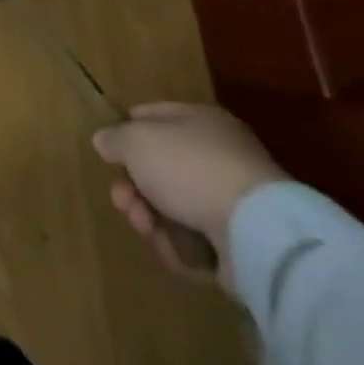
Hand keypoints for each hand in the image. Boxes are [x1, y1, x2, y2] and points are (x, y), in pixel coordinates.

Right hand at [92, 102, 285, 288]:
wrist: (258, 231)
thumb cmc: (189, 167)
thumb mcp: (135, 140)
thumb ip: (115, 138)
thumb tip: (105, 141)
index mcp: (199, 121)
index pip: (153, 116)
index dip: (126, 131)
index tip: (109, 153)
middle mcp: (218, 156)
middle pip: (160, 167)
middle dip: (133, 185)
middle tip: (121, 199)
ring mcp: (232, 201)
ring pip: (174, 205)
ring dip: (149, 216)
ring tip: (143, 225)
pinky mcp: (241, 243)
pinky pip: (196, 240)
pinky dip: (178, 246)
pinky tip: (169, 248)